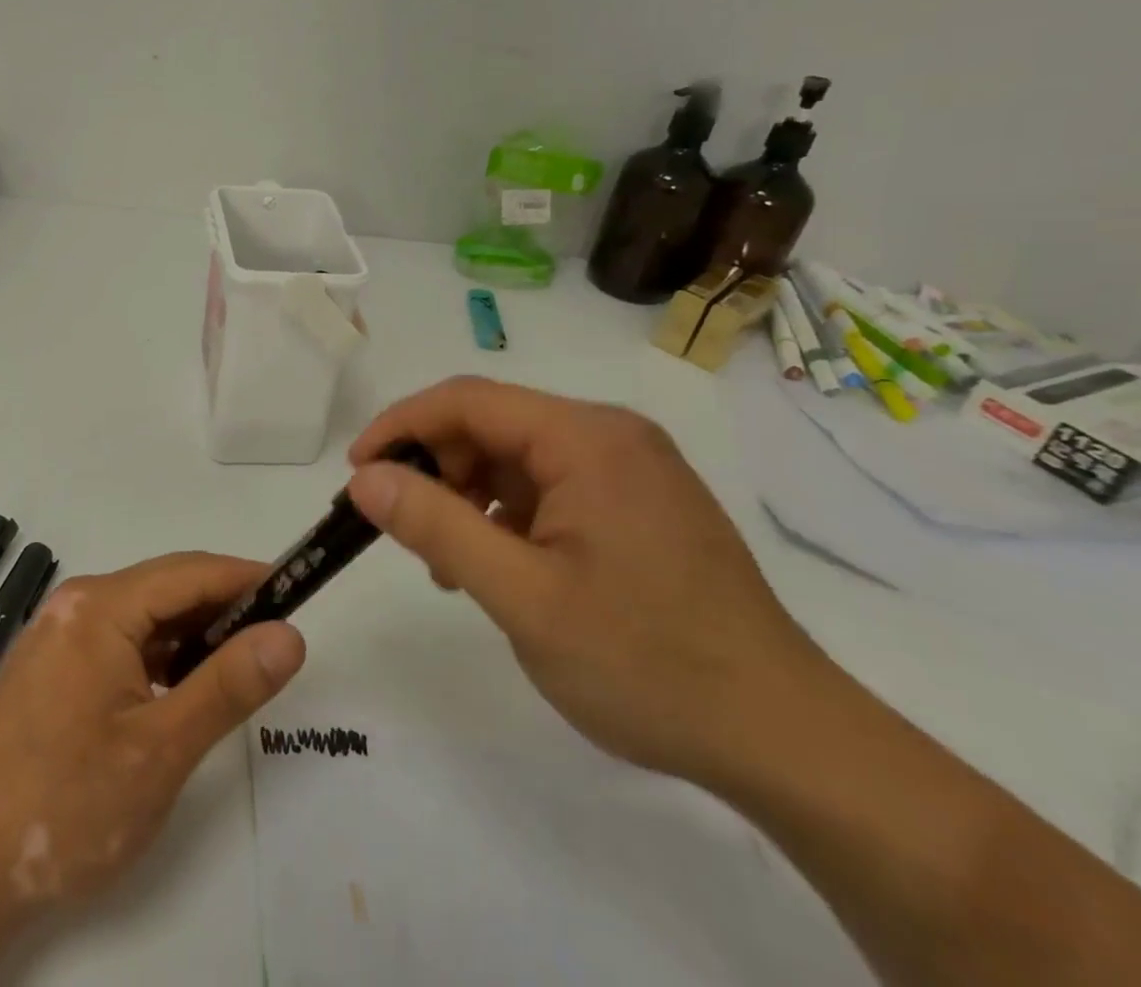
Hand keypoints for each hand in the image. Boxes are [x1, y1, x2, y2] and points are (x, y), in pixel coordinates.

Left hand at [0, 552, 306, 912]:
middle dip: (222, 606)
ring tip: (239, 664)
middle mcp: (76, 604)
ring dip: (192, 633)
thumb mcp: (161, 749)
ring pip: (143, 616)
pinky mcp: (51, 665)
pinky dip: (159, 655)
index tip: (296, 590)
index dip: (245, 577)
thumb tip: (290, 634)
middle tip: (275, 636)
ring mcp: (59, 633)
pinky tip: (181, 687)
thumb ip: (229, 685)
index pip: (190, 572)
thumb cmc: (66, 805)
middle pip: (165, 588)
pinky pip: (119, 640)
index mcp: (99, 606)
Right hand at [347, 377, 823, 786]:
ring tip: (449, 563)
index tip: (356, 473)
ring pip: (517, 458)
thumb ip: (436, 526)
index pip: (466, 400)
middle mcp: (610, 435)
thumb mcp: (522, 597)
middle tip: (402, 528)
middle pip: (492, 425)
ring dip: (468, 497)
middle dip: (436, 468)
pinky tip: (497, 567)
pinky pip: (550, 487)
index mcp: (586, 437)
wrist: (785, 739)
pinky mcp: (638, 503)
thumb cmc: (647, 663)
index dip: (400, 426)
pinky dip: (508, 516)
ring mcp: (629, 469)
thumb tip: (364, 478)